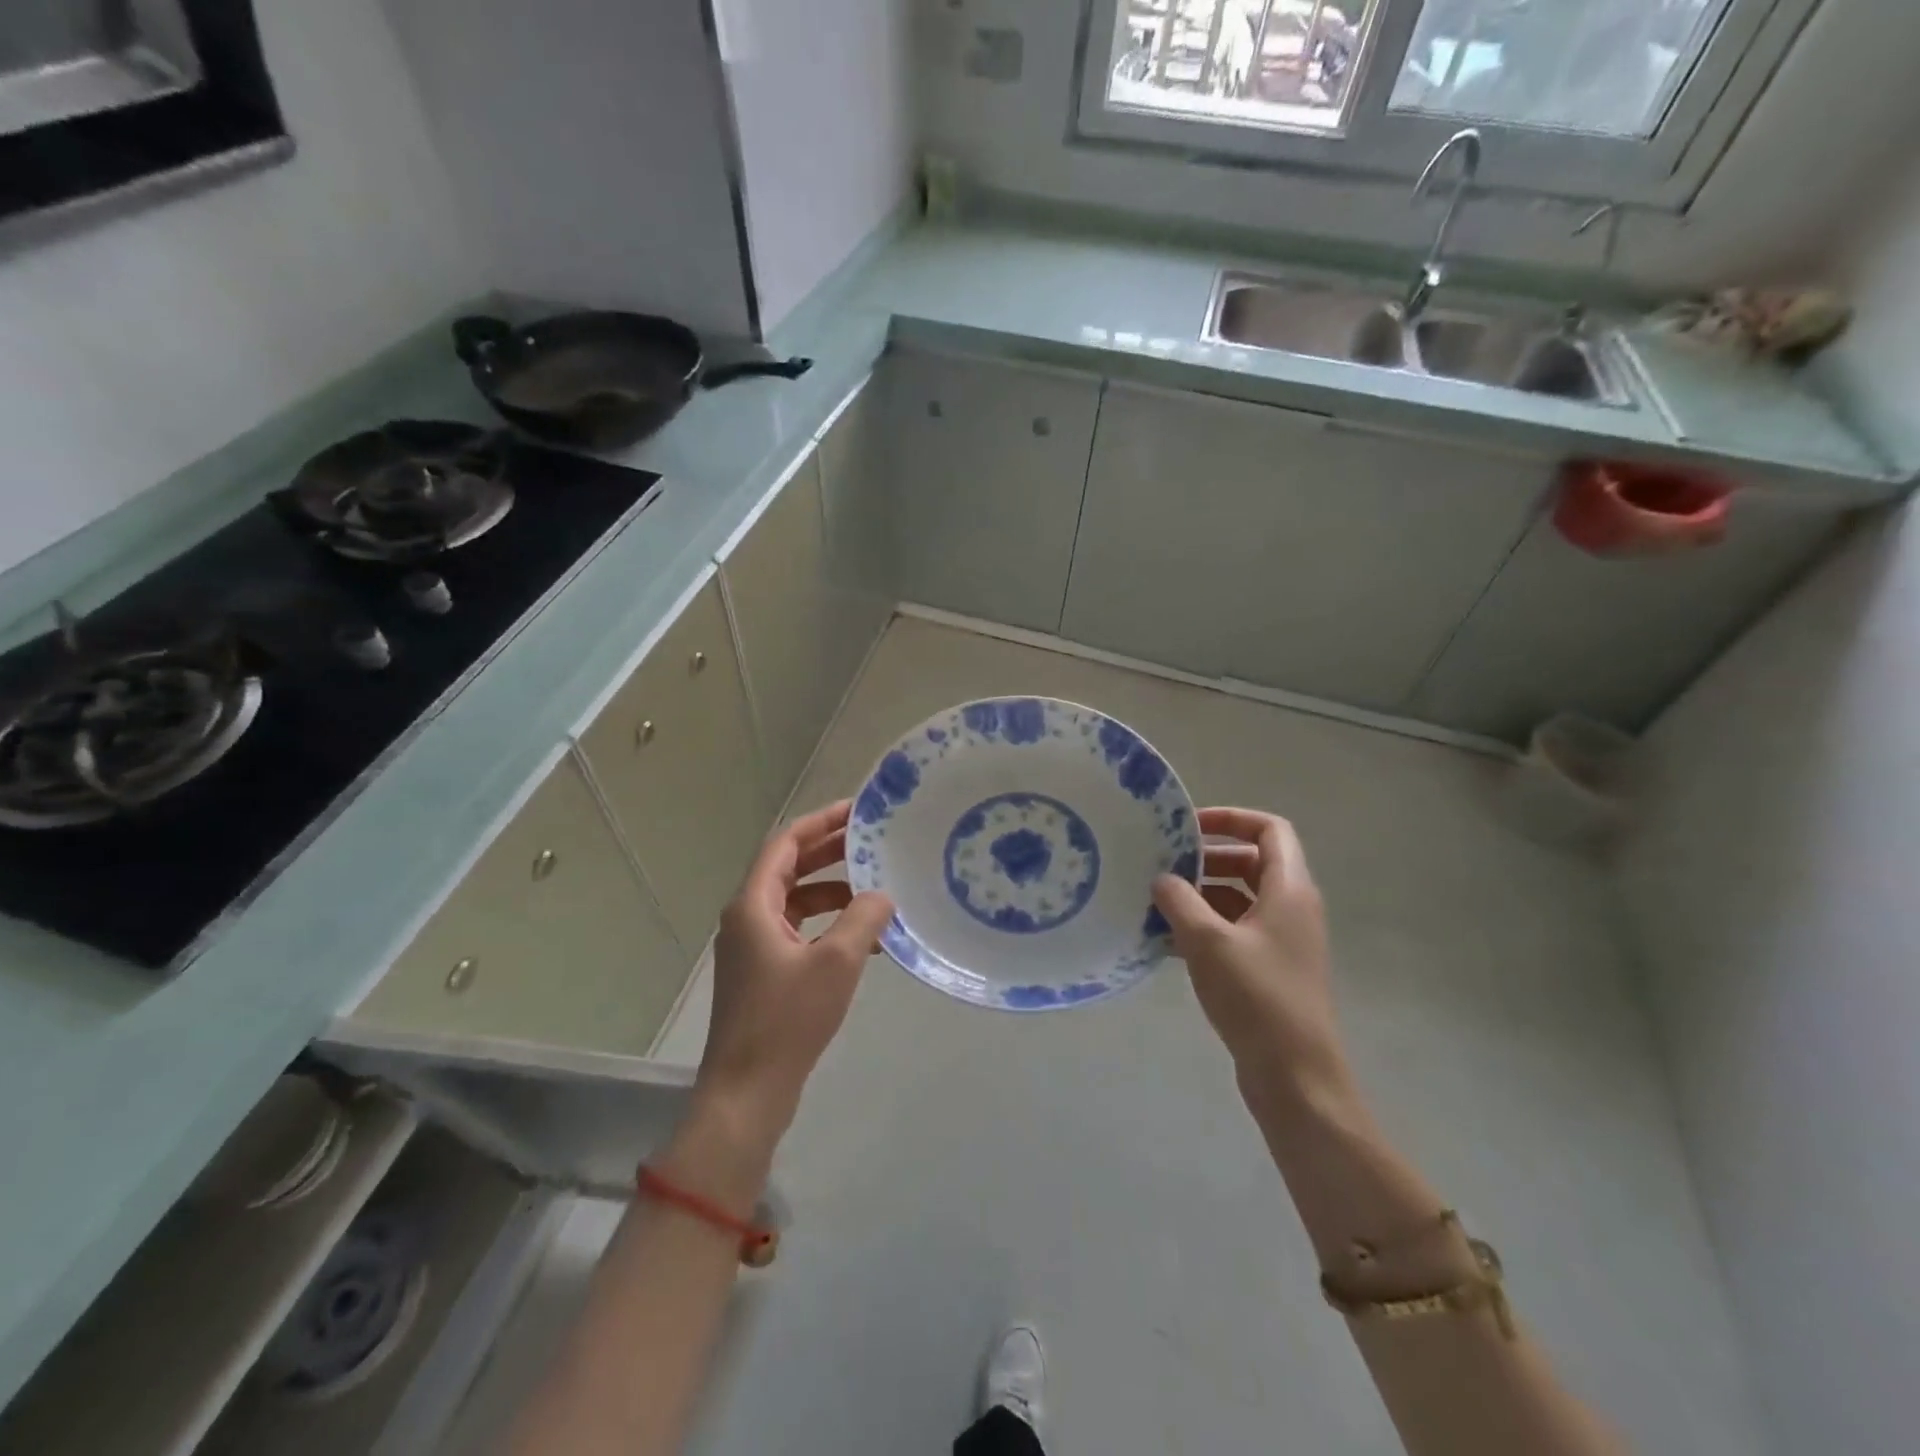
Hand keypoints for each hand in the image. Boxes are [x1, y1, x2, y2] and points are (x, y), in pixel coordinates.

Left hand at [695, 801, 894, 1149]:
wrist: (748, 1093)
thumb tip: (882, 895)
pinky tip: (866, 939)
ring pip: (797, 901)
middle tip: (873, 841)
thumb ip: (864, 918)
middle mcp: (747, 918)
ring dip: (834, 892)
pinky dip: (829, 925)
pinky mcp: (764, 973)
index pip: (786, 844)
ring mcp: (754, 947)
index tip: (857, 810)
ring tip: (877, 890)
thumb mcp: (837, 962)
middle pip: (790, 869)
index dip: (820, 822)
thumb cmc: (788, 1020)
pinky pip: (799, 931)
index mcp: (752, 905)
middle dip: (831, 852)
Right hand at [1152, 809, 1350, 1110]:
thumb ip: (1179, 901)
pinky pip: (1233, 931)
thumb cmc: (1256, 997)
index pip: (1270, 830)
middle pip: (1250, 862)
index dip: (1231, 819)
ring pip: (1238, 898)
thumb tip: (1161, 878)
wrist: (1295, 1077)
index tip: (1188, 827)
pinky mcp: (1268, 969)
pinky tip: (1164, 940)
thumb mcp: (1208, 941)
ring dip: (1199, 896)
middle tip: (1163, 867)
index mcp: (1289, 890)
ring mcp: (1281, 941)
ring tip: (1155, 903)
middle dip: (1206, 859)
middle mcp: (1291, 908)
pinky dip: (1203, 927)